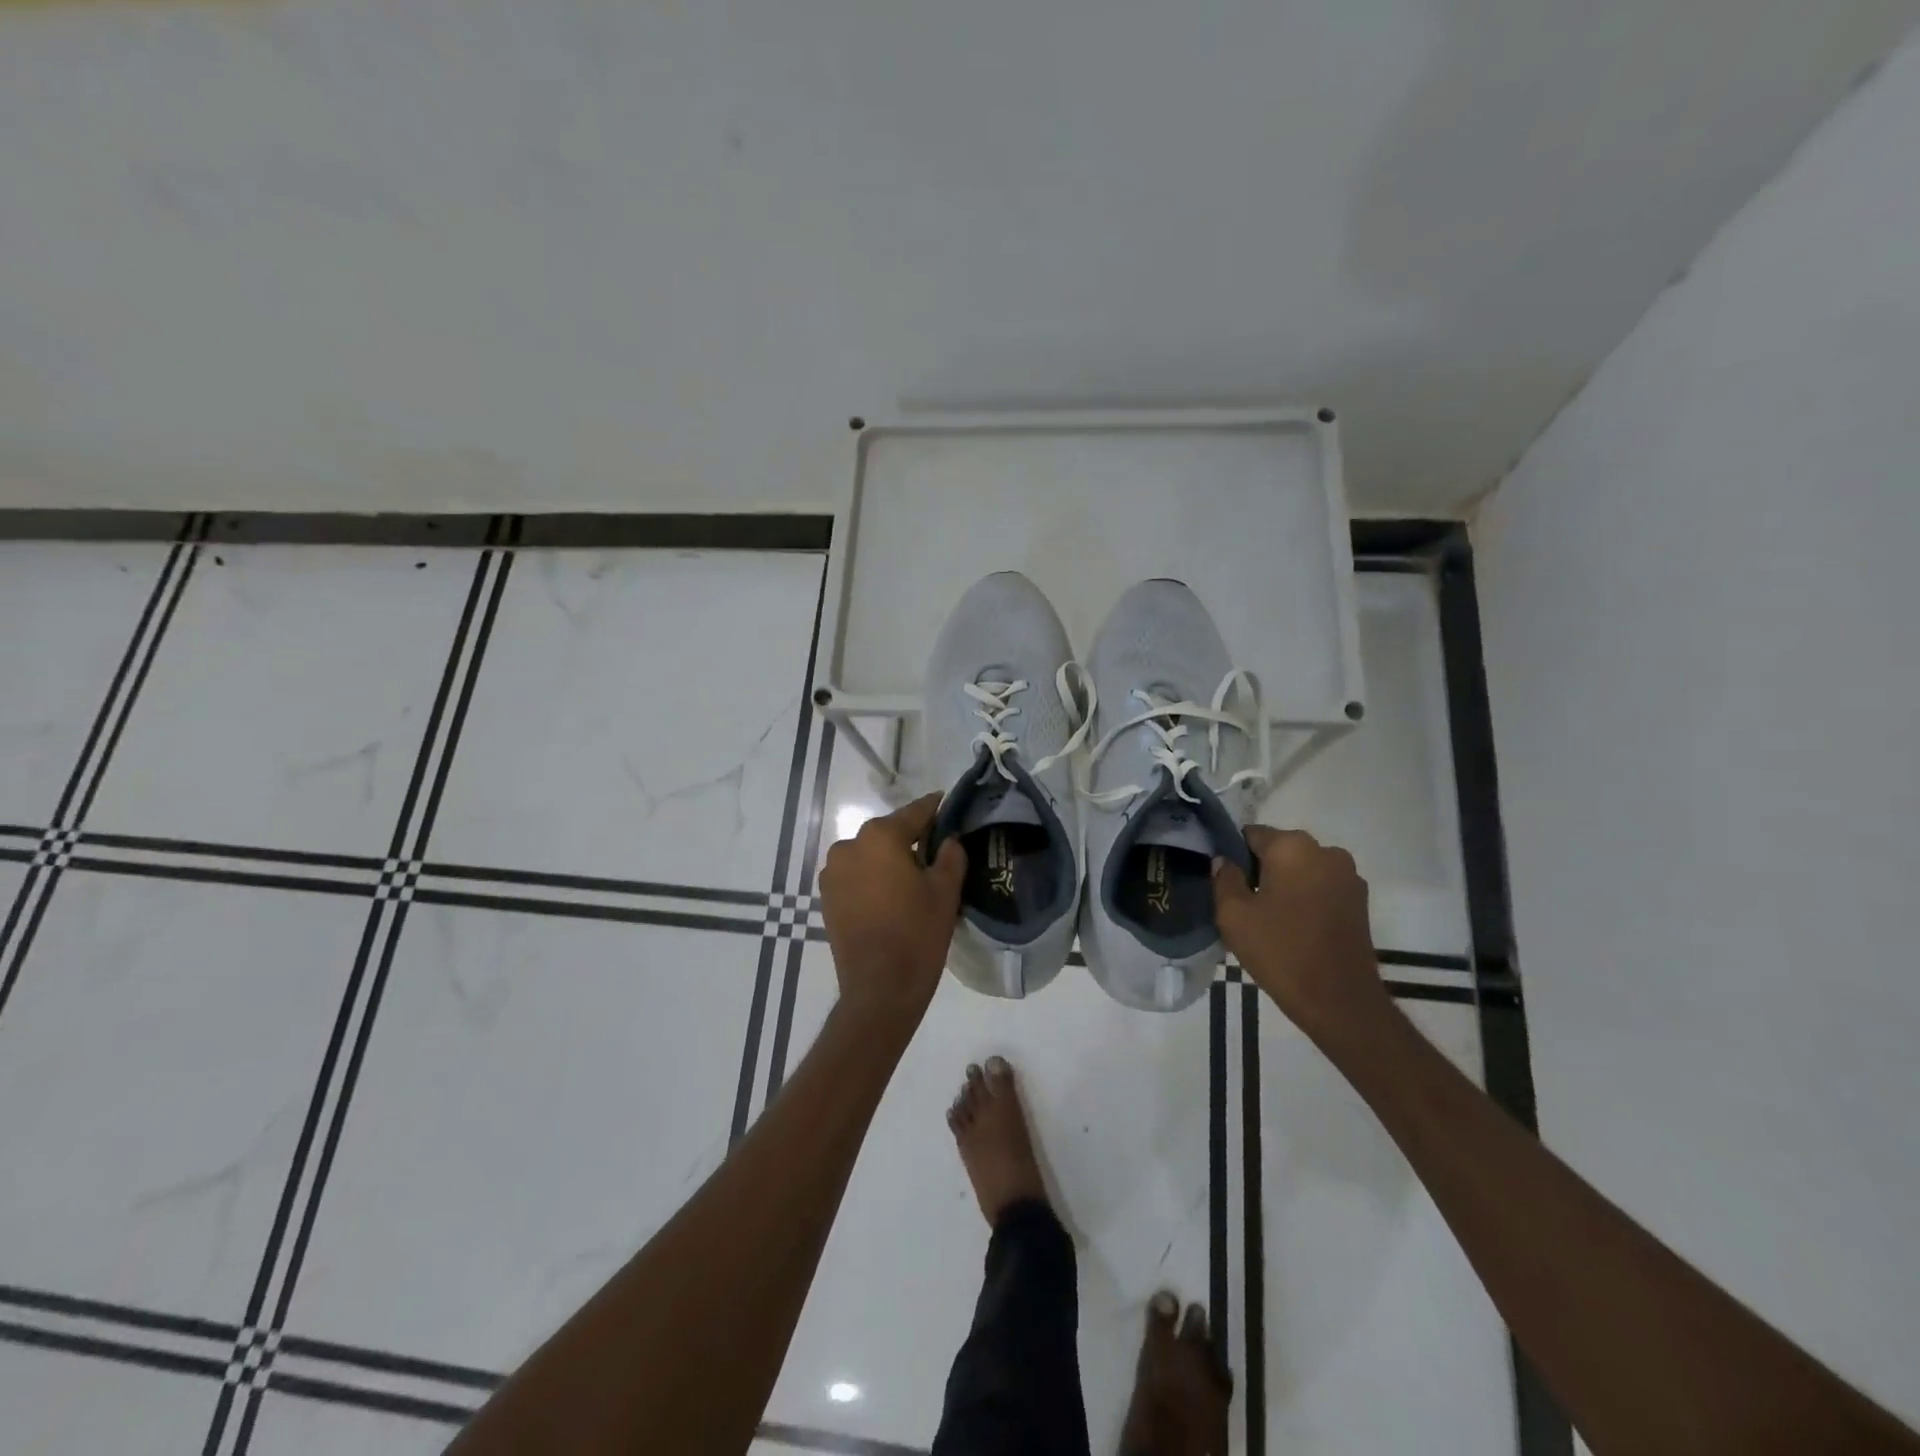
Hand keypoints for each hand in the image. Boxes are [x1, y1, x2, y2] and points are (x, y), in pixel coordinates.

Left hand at [819, 793, 966, 1034]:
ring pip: (870, 855)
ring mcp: (833, 873)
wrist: (879, 989)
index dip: (934, 809)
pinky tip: (891, 896)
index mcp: (879, 837)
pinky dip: (873, 878)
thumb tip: (948, 839)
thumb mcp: (945, 891)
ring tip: (913, 878)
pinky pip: (856, 876)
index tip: (946, 802)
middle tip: (936, 850)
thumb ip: (950, 855)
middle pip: (888, 834)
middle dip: (911, 838)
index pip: (914, 813)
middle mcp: (849, 846)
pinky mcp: (827, 897)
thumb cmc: (917, 934)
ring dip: (889, 860)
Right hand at [1212, 826, 1393, 1043]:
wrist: (1339, 1001)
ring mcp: (1348, 876)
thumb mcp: (1233, 914)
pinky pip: (1321, 887)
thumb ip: (1224, 878)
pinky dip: (1306, 898)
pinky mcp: (1360, 901)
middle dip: (1260, 869)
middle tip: (1245, 904)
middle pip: (1279, 850)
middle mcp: (1325, 851)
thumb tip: (1224, 861)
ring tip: (1270, 918)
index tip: (1225, 882)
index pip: (1251, 834)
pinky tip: (1295, 926)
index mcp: (1292, 847)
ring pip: (1302, 869)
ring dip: (1285, 884)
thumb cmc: (1280, 951)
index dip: (1234, 855)